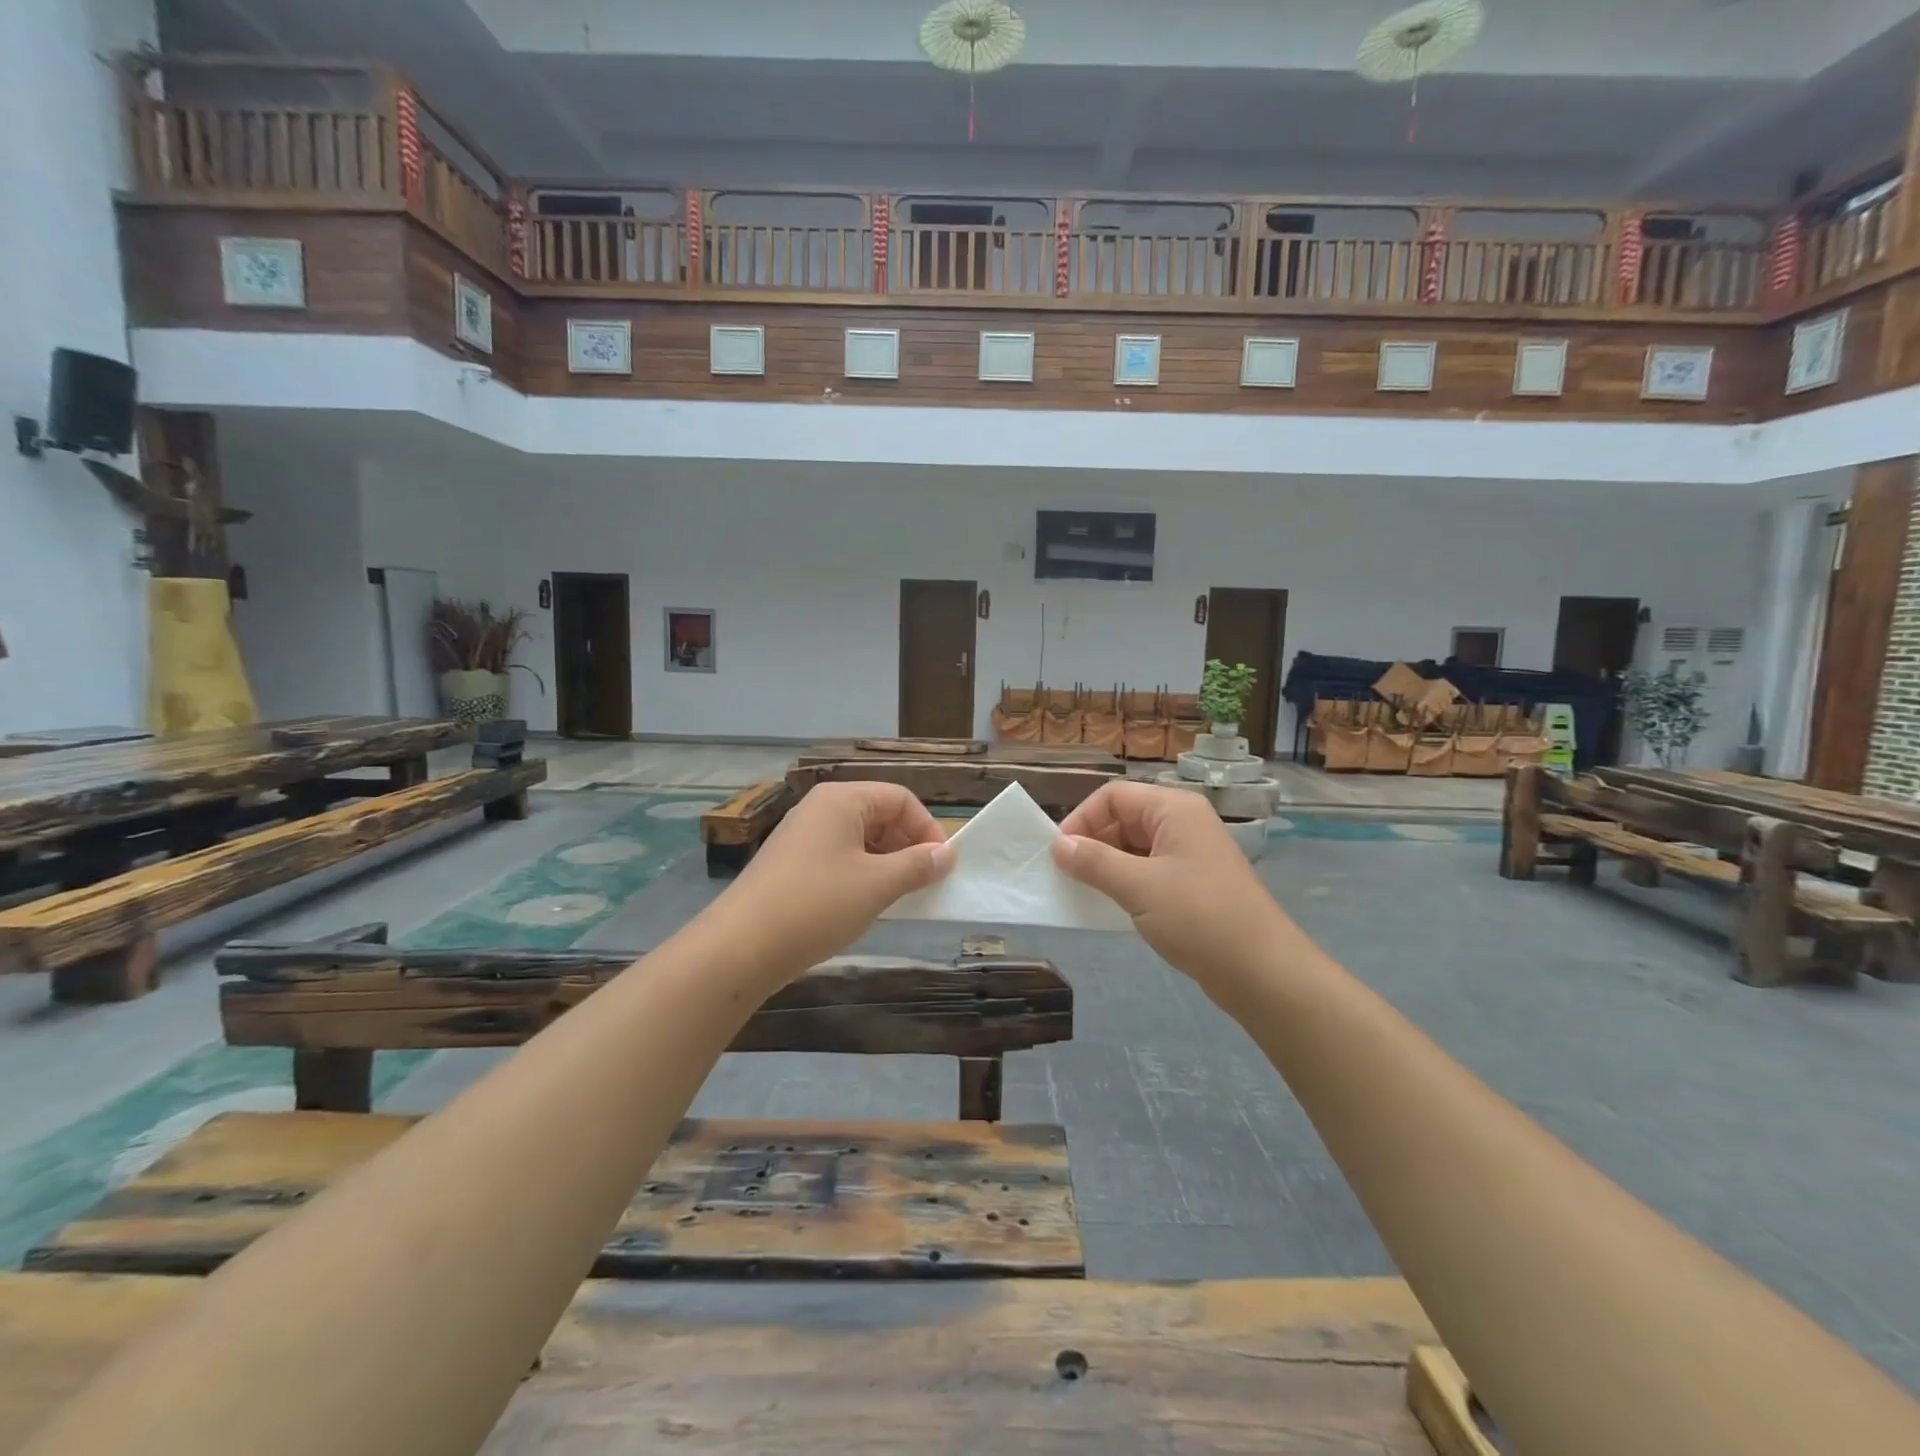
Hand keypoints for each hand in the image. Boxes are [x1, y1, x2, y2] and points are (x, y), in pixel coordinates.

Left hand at [708, 782, 954, 977]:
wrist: (740, 947)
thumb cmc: (817, 905)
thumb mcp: (877, 885)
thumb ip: (917, 865)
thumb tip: (947, 854)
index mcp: (842, 799)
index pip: (900, 798)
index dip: (927, 828)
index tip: (941, 866)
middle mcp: (820, 808)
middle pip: (879, 814)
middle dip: (907, 846)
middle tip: (922, 883)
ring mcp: (801, 836)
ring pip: (859, 839)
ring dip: (885, 863)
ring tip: (896, 898)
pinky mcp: (790, 864)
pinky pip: (838, 858)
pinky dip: (860, 875)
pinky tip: (863, 905)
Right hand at [1051, 781, 1289, 984]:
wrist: (1261, 971)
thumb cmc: (1199, 917)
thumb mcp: (1138, 886)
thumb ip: (1094, 862)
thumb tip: (1057, 845)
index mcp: (1174, 809)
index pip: (1114, 796)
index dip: (1082, 818)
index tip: (1058, 853)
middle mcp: (1182, 823)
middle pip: (1124, 818)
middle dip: (1092, 842)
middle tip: (1066, 875)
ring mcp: (1190, 854)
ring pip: (1134, 847)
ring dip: (1106, 865)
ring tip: (1083, 892)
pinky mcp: (1193, 884)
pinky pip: (1148, 871)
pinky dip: (1125, 883)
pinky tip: (1109, 906)